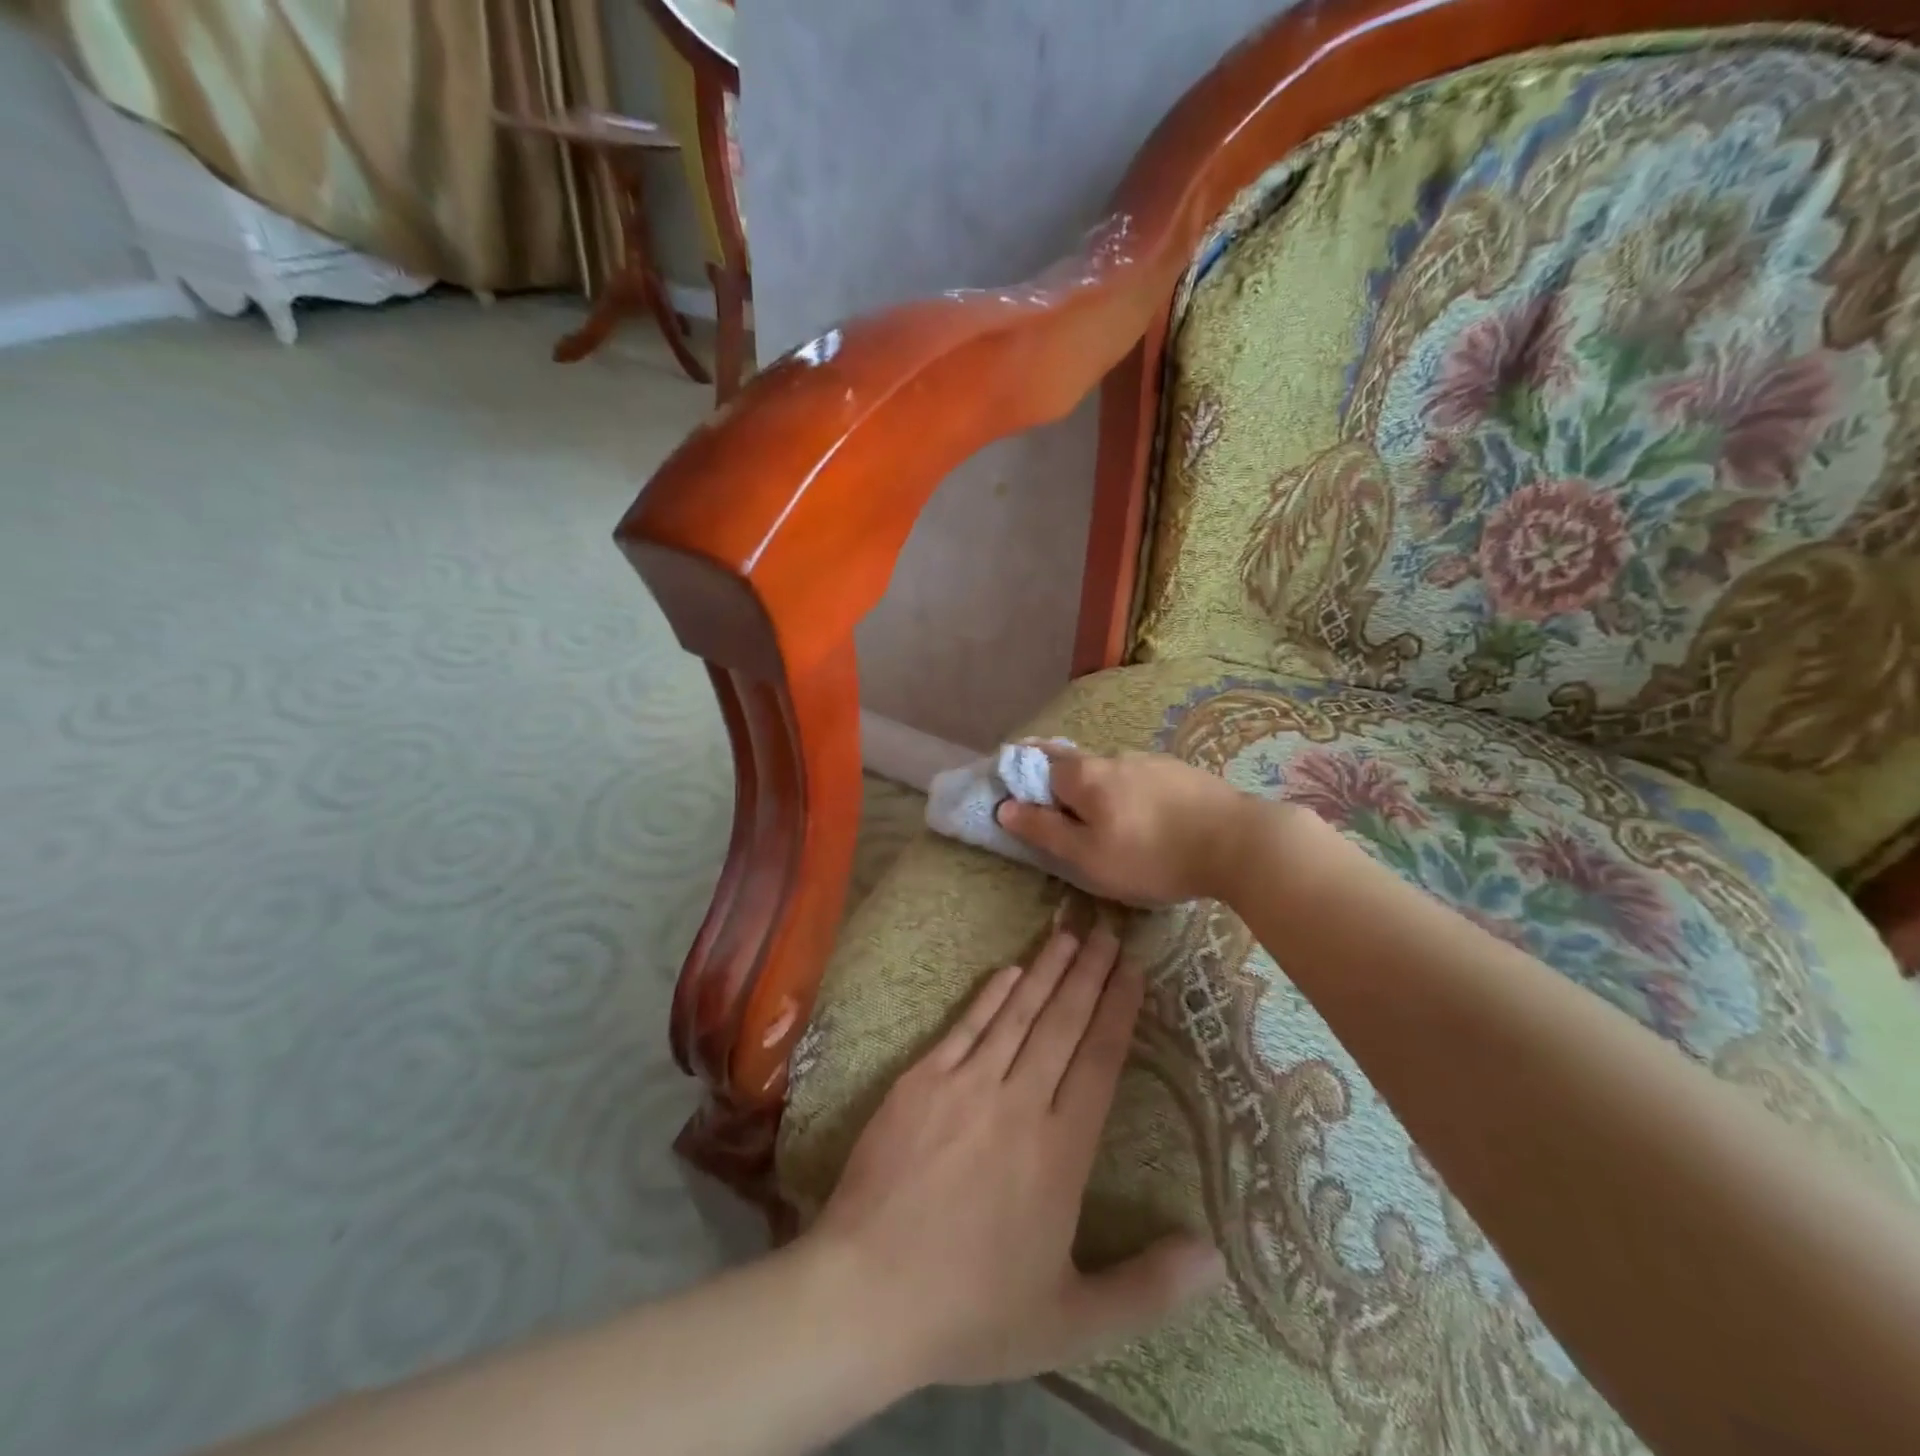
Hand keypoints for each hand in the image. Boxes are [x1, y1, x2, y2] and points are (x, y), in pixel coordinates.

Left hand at [807, 925, 1223, 1388]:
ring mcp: (966, 1086)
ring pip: (1019, 1015)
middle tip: (1108, 931)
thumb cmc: (972, 1311)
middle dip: (1090, 975)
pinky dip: (992, 995)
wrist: (866, 1294)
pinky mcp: (921, 1081)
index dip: (1118, 1010)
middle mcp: (1019, 1104)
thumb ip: (1148, 1288)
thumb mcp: (1071, 1321)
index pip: (1100, 1062)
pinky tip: (1012, 970)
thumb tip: (1215, 1256)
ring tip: (1071, 934)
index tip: (1133, 970)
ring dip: (1048, 971)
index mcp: (1060, 1153)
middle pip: (1063, 1025)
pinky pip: (967, 1026)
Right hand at [995, 746, 1262, 906]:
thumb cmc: (1152, 856)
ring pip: (1111, 771)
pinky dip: (1130, 792)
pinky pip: (1141, 778)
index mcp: (1085, 776)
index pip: (1040, 764)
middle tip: (1059, 808)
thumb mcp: (1088, 856)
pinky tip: (1144, 815)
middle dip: (1059, 778)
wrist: (1239, 843)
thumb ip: (1044, 831)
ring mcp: (1152, 760)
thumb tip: (1004, 807)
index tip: (1017, 788)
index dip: (1024, 774)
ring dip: (1099, 788)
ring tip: (1106, 819)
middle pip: (1075, 763)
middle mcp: (1114, 757)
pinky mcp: (1182, 772)